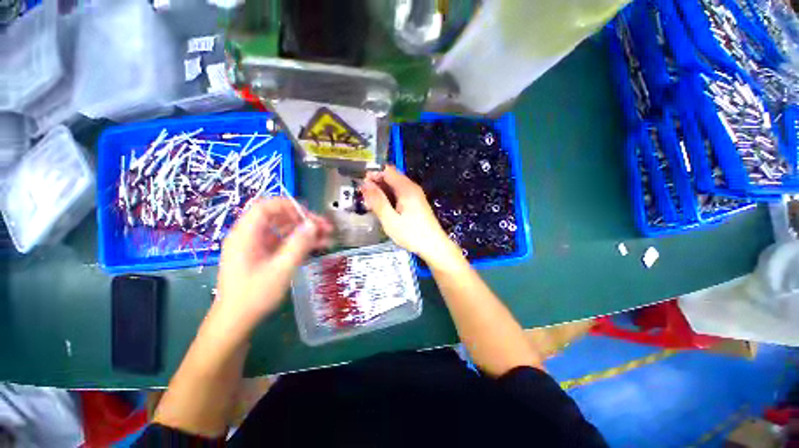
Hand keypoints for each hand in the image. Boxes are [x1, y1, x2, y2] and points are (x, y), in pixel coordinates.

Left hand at [211, 198, 332, 339]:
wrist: (236, 321)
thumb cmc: (254, 295)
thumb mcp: (280, 269)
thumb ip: (298, 244)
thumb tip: (313, 224)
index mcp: (246, 235)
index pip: (265, 207)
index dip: (289, 206)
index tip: (310, 215)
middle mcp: (250, 236)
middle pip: (278, 217)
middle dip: (303, 220)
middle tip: (325, 227)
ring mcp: (257, 246)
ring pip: (284, 229)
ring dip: (305, 231)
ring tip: (328, 236)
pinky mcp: (264, 255)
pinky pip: (284, 242)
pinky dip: (300, 242)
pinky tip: (319, 246)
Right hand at [361, 166, 461, 266]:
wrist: (434, 246)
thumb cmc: (412, 234)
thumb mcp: (391, 220)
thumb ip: (378, 201)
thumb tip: (365, 184)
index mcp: (406, 188)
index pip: (386, 170)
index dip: (372, 174)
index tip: (361, 186)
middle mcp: (411, 187)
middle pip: (390, 177)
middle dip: (375, 184)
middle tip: (364, 198)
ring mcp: (415, 194)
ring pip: (394, 186)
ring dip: (381, 192)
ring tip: (371, 205)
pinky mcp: (415, 202)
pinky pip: (399, 193)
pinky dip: (389, 198)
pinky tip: (383, 209)